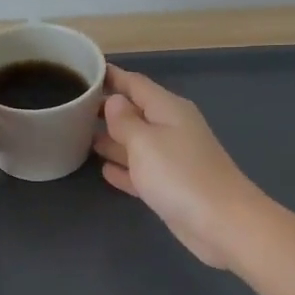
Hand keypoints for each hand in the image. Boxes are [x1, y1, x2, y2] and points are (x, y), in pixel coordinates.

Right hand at [92, 65, 269, 269]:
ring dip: (112, 139)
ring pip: (136, 142)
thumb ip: (125, 120)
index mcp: (168, 109)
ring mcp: (173, 159)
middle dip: (107, 109)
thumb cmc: (179, 175)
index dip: (111, 77)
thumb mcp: (145, 141)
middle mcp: (172, 128)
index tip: (84, 71)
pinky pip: (142, 171)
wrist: (222, 223)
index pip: (135, 84)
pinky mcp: (171, 187)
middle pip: (135, 112)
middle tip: (72, 108)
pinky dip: (124, 168)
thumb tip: (114, 100)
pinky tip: (104, 170)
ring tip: (79, 136)